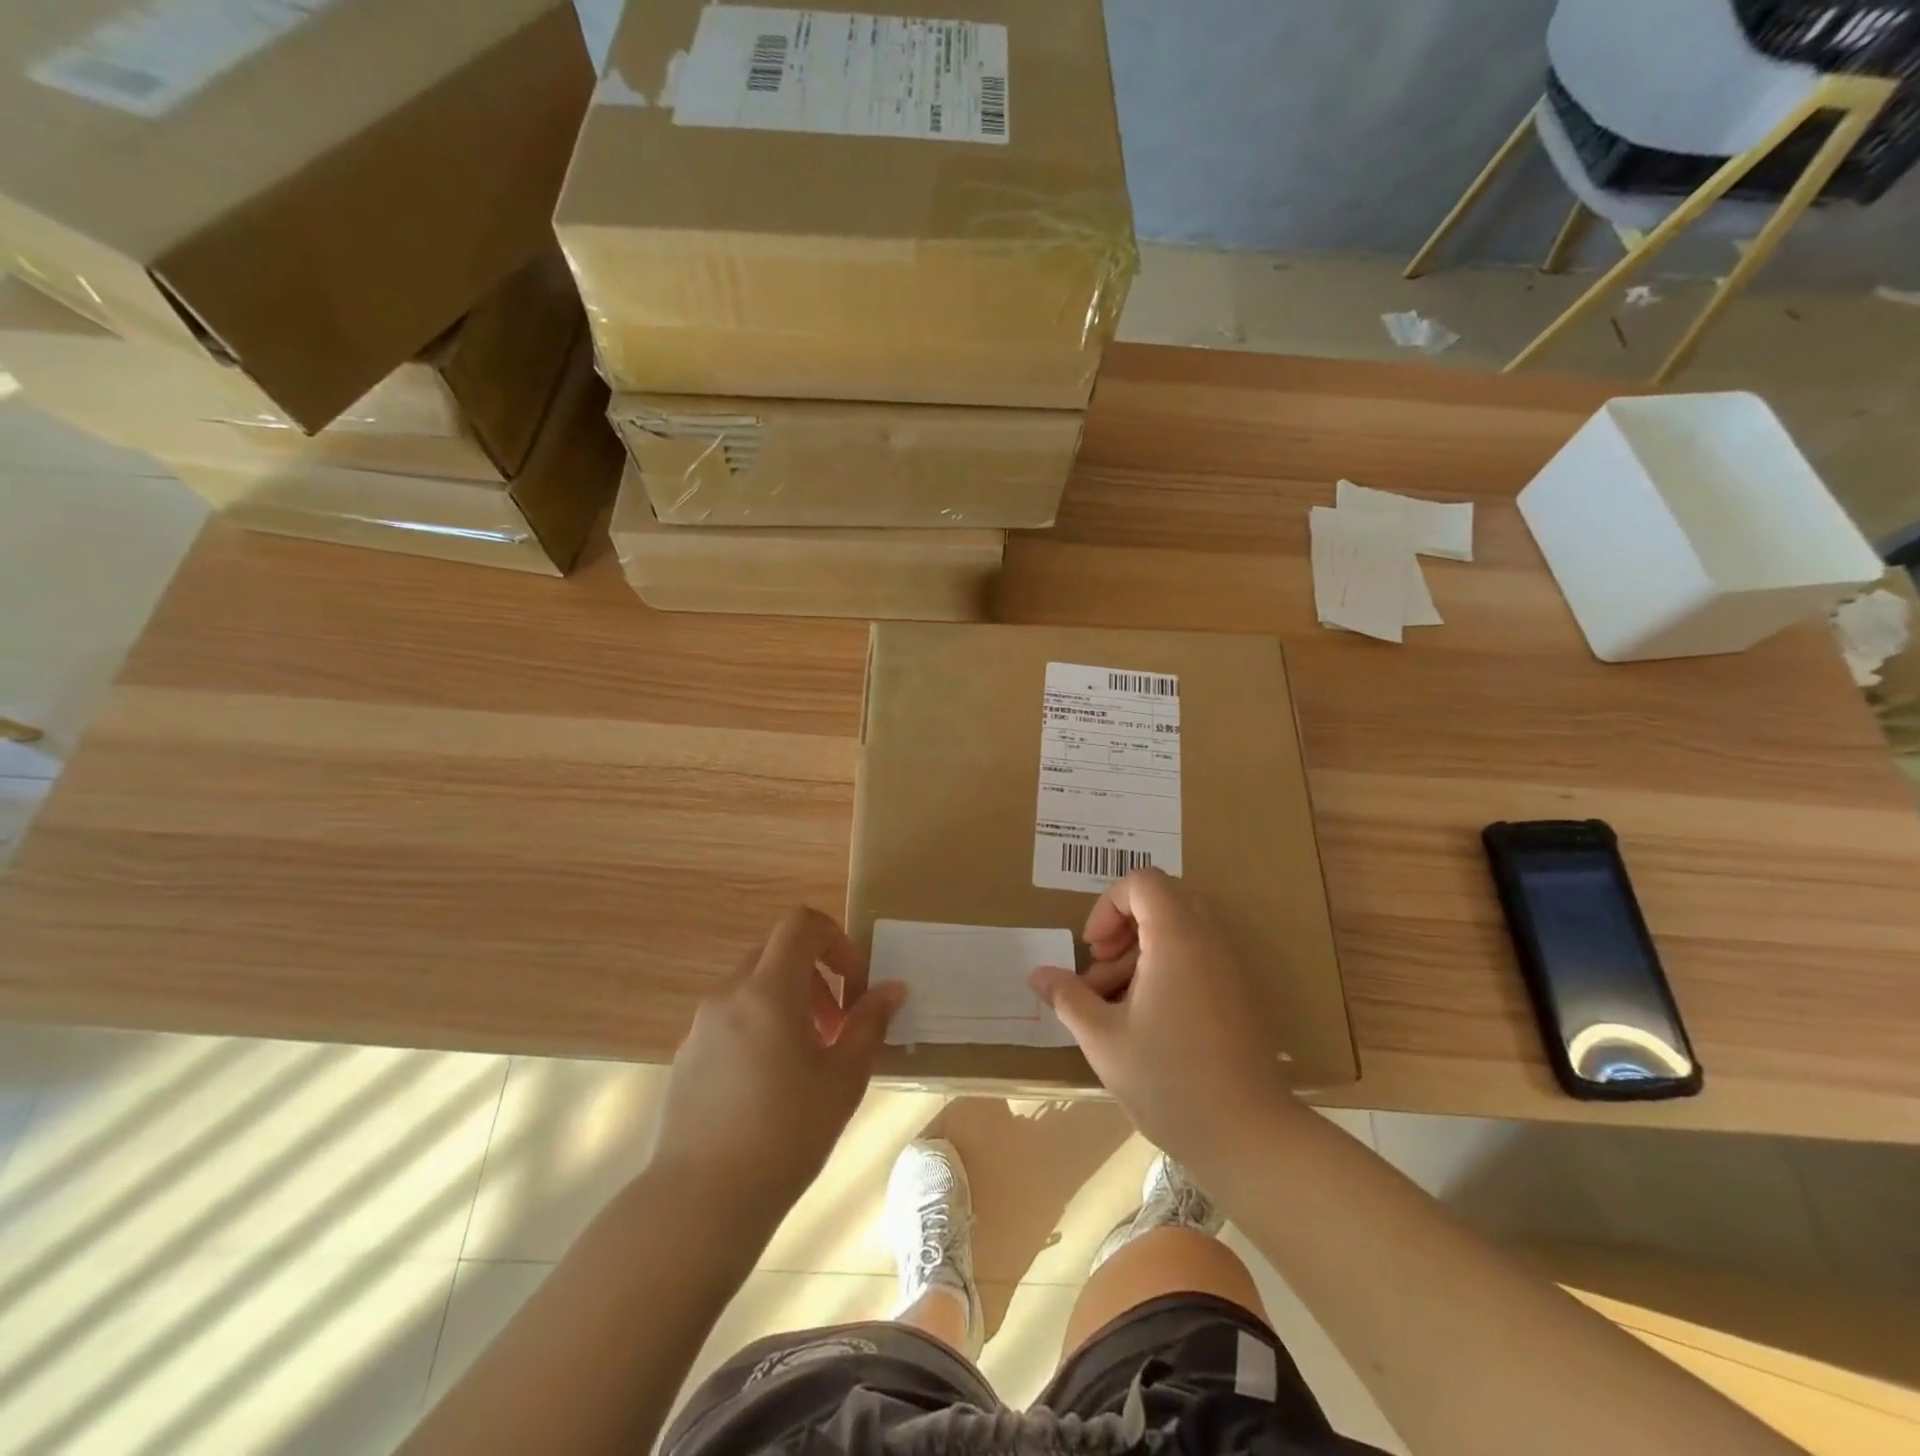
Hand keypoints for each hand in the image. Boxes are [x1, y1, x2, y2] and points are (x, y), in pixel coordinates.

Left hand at [651, 908, 903, 1227]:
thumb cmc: (785, 1134)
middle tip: (836, 1026)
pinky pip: (731, 1018)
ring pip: (753, 987)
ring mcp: (702, 1026)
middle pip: (776, 953)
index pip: (800, 924)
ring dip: (789, 1003)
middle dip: (816, 976)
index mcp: (768, 990)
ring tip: (808, 1059)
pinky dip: (760, 1026)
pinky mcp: (687, 1056)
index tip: (853, 984)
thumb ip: (869, 1024)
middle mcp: (729, 996)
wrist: (700, 1202)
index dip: (835, 939)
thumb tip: (892, 989)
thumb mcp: (843, 1079)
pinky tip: (770, 1084)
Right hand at [1030, 868, 1287, 1166]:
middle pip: (1161, 902)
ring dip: (1138, 953)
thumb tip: (1038, 975)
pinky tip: (1142, 1020)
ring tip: (1112, 1004)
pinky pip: (1195, 957)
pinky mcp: (1236, 994)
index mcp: (1177, 939)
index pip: (1143, 882)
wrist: (1249, 1137)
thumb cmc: (1170, 1081)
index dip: (1108, 905)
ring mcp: (1227, 968)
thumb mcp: (1103, 1039)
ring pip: (1177, 931)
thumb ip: (1069, 998)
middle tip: (1101, 969)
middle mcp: (1208, 941)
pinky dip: (1163, 970)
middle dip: (1122, 928)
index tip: (1093, 948)